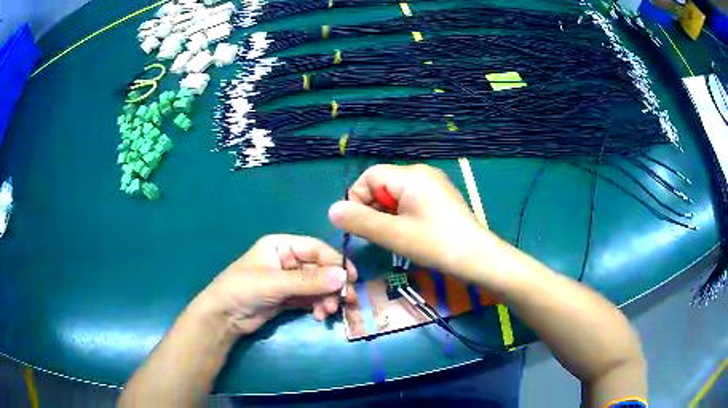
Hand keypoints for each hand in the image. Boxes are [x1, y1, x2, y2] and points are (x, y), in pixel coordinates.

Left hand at [193, 234, 356, 336]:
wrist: (223, 317)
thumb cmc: (243, 289)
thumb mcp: (275, 283)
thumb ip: (309, 280)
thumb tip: (344, 277)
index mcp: (281, 246)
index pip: (315, 249)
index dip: (335, 262)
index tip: (352, 278)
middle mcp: (286, 260)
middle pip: (319, 269)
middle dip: (332, 285)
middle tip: (347, 300)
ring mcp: (288, 281)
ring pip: (316, 286)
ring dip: (326, 298)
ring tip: (328, 312)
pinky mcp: (288, 298)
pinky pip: (310, 299)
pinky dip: (317, 306)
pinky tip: (319, 316)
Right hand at [329, 164, 492, 279]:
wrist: (477, 258)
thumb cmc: (434, 244)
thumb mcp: (392, 234)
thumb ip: (359, 221)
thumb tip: (332, 210)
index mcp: (410, 175)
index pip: (369, 176)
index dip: (357, 199)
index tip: (360, 226)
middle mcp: (422, 173)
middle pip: (382, 184)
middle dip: (373, 209)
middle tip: (378, 235)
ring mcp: (433, 184)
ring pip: (395, 194)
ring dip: (387, 214)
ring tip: (394, 237)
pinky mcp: (440, 197)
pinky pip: (411, 200)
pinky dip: (402, 215)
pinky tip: (409, 233)